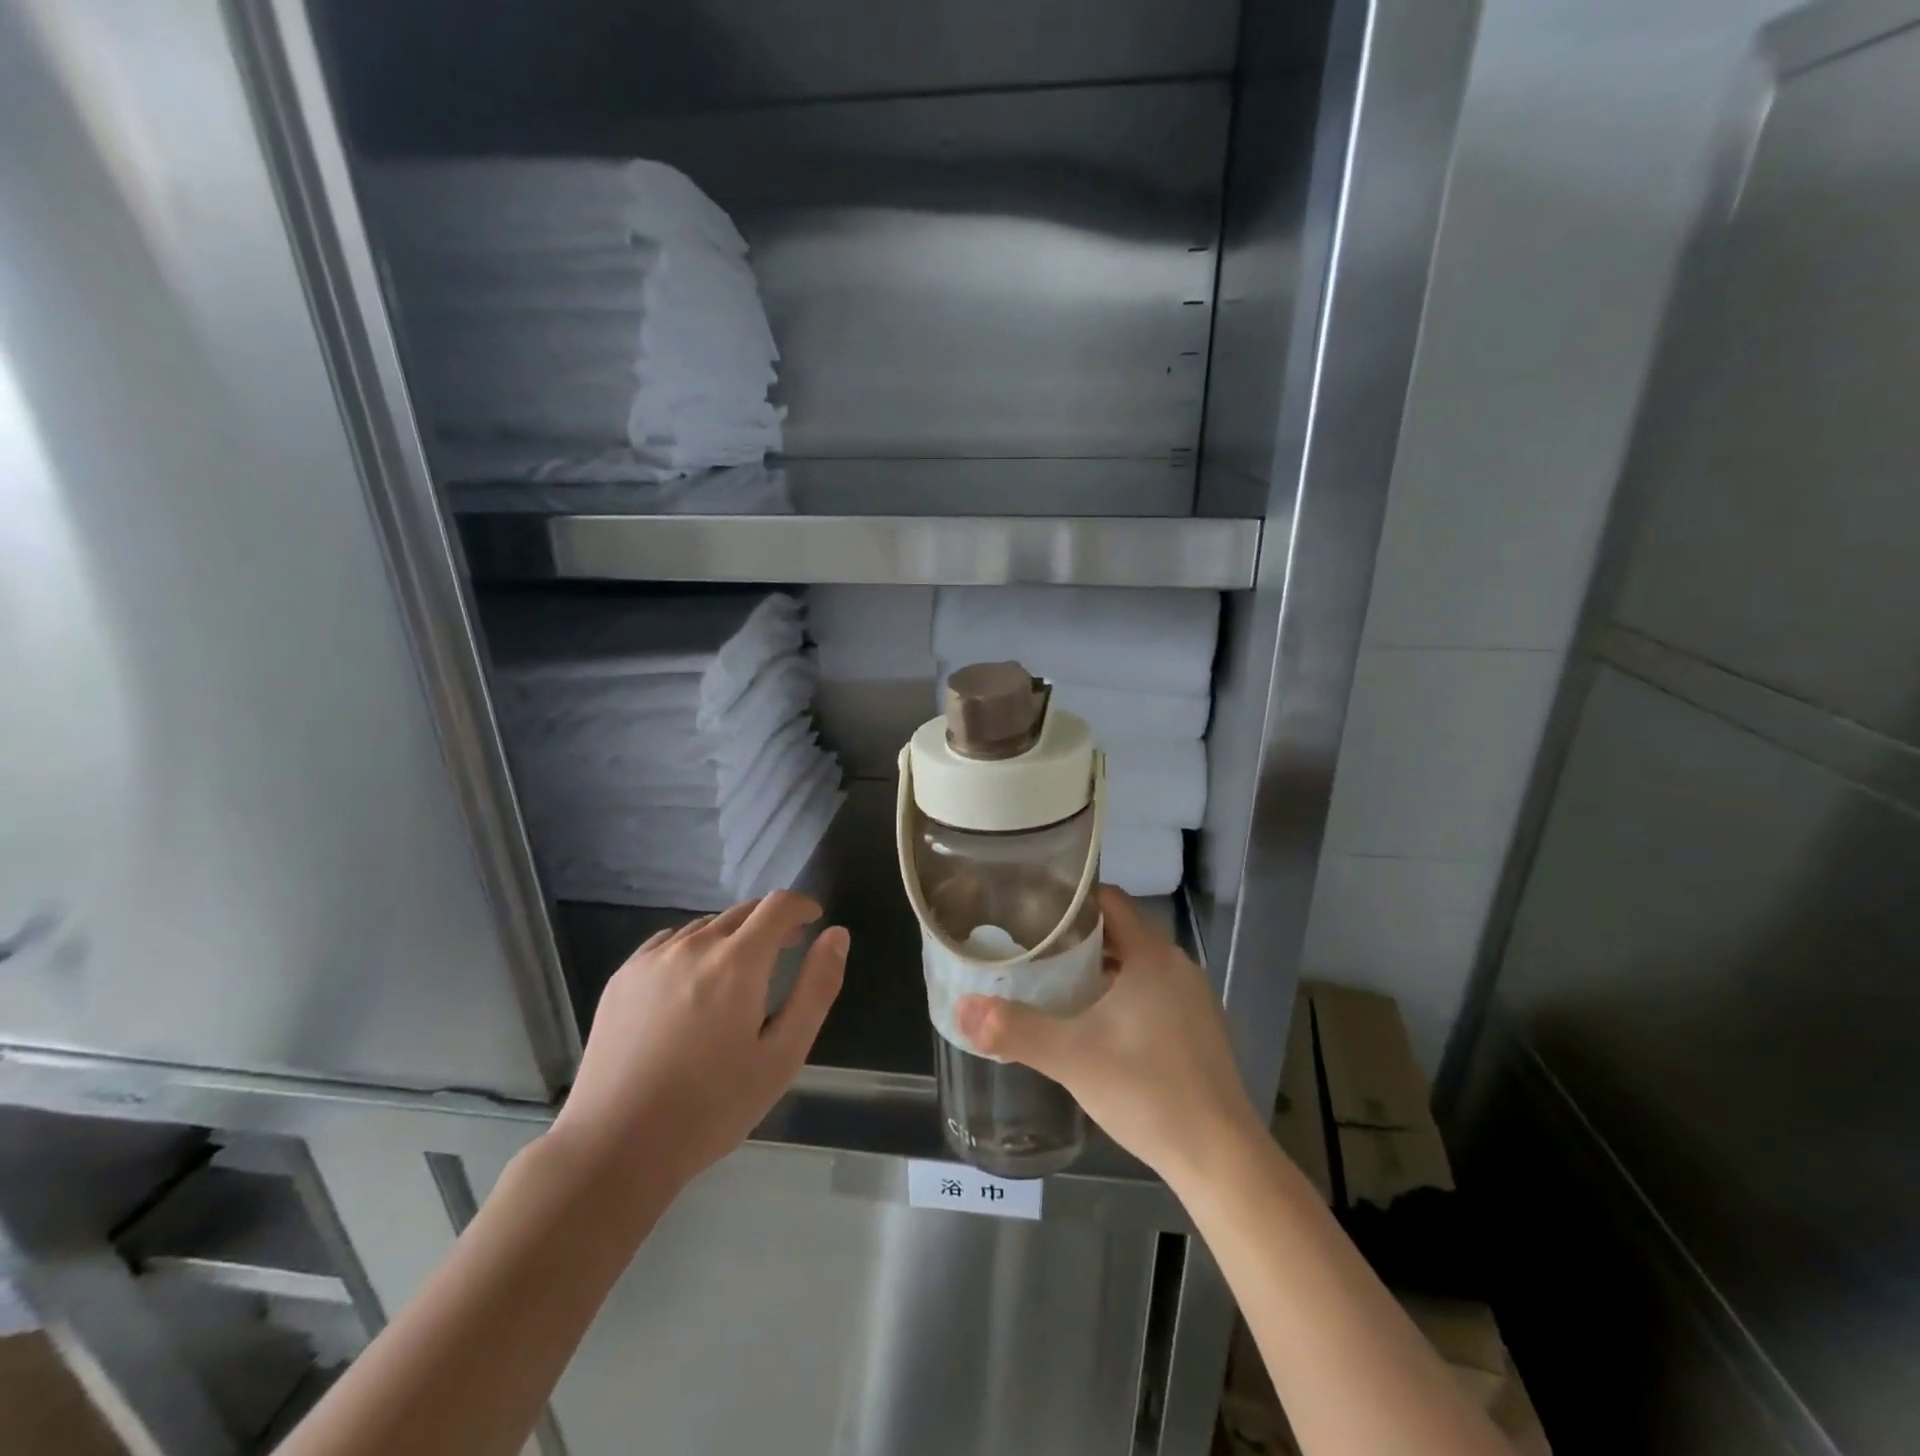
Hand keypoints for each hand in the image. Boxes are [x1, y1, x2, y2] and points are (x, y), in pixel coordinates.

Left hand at [550, 892, 847, 1205]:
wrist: (616, 1146)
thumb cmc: (713, 1106)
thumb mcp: (783, 1055)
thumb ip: (816, 988)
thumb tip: (836, 935)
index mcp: (737, 962)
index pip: (777, 906)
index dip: (802, 906)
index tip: (815, 920)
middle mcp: (694, 946)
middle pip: (742, 911)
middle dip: (771, 922)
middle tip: (787, 949)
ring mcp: (653, 959)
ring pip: (706, 926)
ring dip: (733, 935)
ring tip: (741, 972)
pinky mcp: (623, 977)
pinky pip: (670, 942)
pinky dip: (695, 947)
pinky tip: (694, 983)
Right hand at [955, 885, 1262, 1186]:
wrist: (1220, 1157)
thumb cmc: (1146, 1091)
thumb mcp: (1071, 1057)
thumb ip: (1015, 1029)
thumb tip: (963, 1008)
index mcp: (1151, 956)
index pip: (1109, 900)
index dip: (1071, 898)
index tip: (1033, 908)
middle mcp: (1176, 966)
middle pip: (1121, 930)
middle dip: (1077, 935)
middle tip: (1032, 946)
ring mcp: (1192, 998)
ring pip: (1137, 963)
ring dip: (1099, 966)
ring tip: (1055, 980)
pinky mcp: (1199, 1029)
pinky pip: (1153, 990)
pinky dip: (1122, 992)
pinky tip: (1096, 1022)